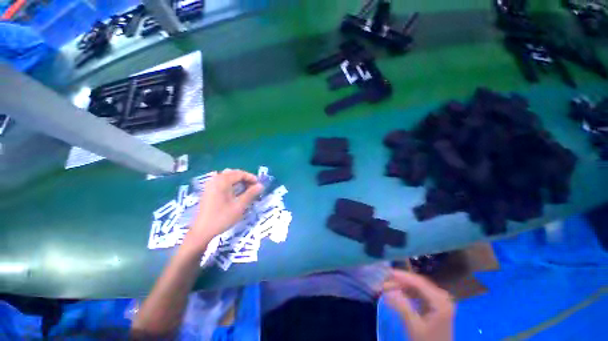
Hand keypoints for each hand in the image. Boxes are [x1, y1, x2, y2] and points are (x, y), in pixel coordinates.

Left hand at [183, 169, 262, 253]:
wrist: (202, 232)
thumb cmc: (222, 218)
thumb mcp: (239, 206)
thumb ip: (251, 194)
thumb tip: (261, 185)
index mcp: (222, 182)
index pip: (239, 173)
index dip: (250, 177)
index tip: (258, 184)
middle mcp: (215, 180)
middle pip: (232, 173)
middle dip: (244, 178)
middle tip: (253, 186)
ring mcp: (210, 185)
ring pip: (227, 176)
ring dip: (237, 180)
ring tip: (245, 188)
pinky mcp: (208, 191)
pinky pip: (221, 181)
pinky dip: (230, 183)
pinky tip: (234, 192)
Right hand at [383, 270, 454, 340]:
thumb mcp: (414, 326)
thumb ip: (402, 307)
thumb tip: (387, 290)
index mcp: (440, 301)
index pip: (418, 282)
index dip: (402, 276)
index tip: (387, 273)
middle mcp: (441, 296)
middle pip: (417, 283)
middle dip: (399, 282)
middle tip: (384, 283)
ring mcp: (439, 299)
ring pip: (416, 287)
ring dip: (401, 286)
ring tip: (386, 288)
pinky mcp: (434, 303)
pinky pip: (418, 292)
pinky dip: (406, 292)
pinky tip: (396, 293)